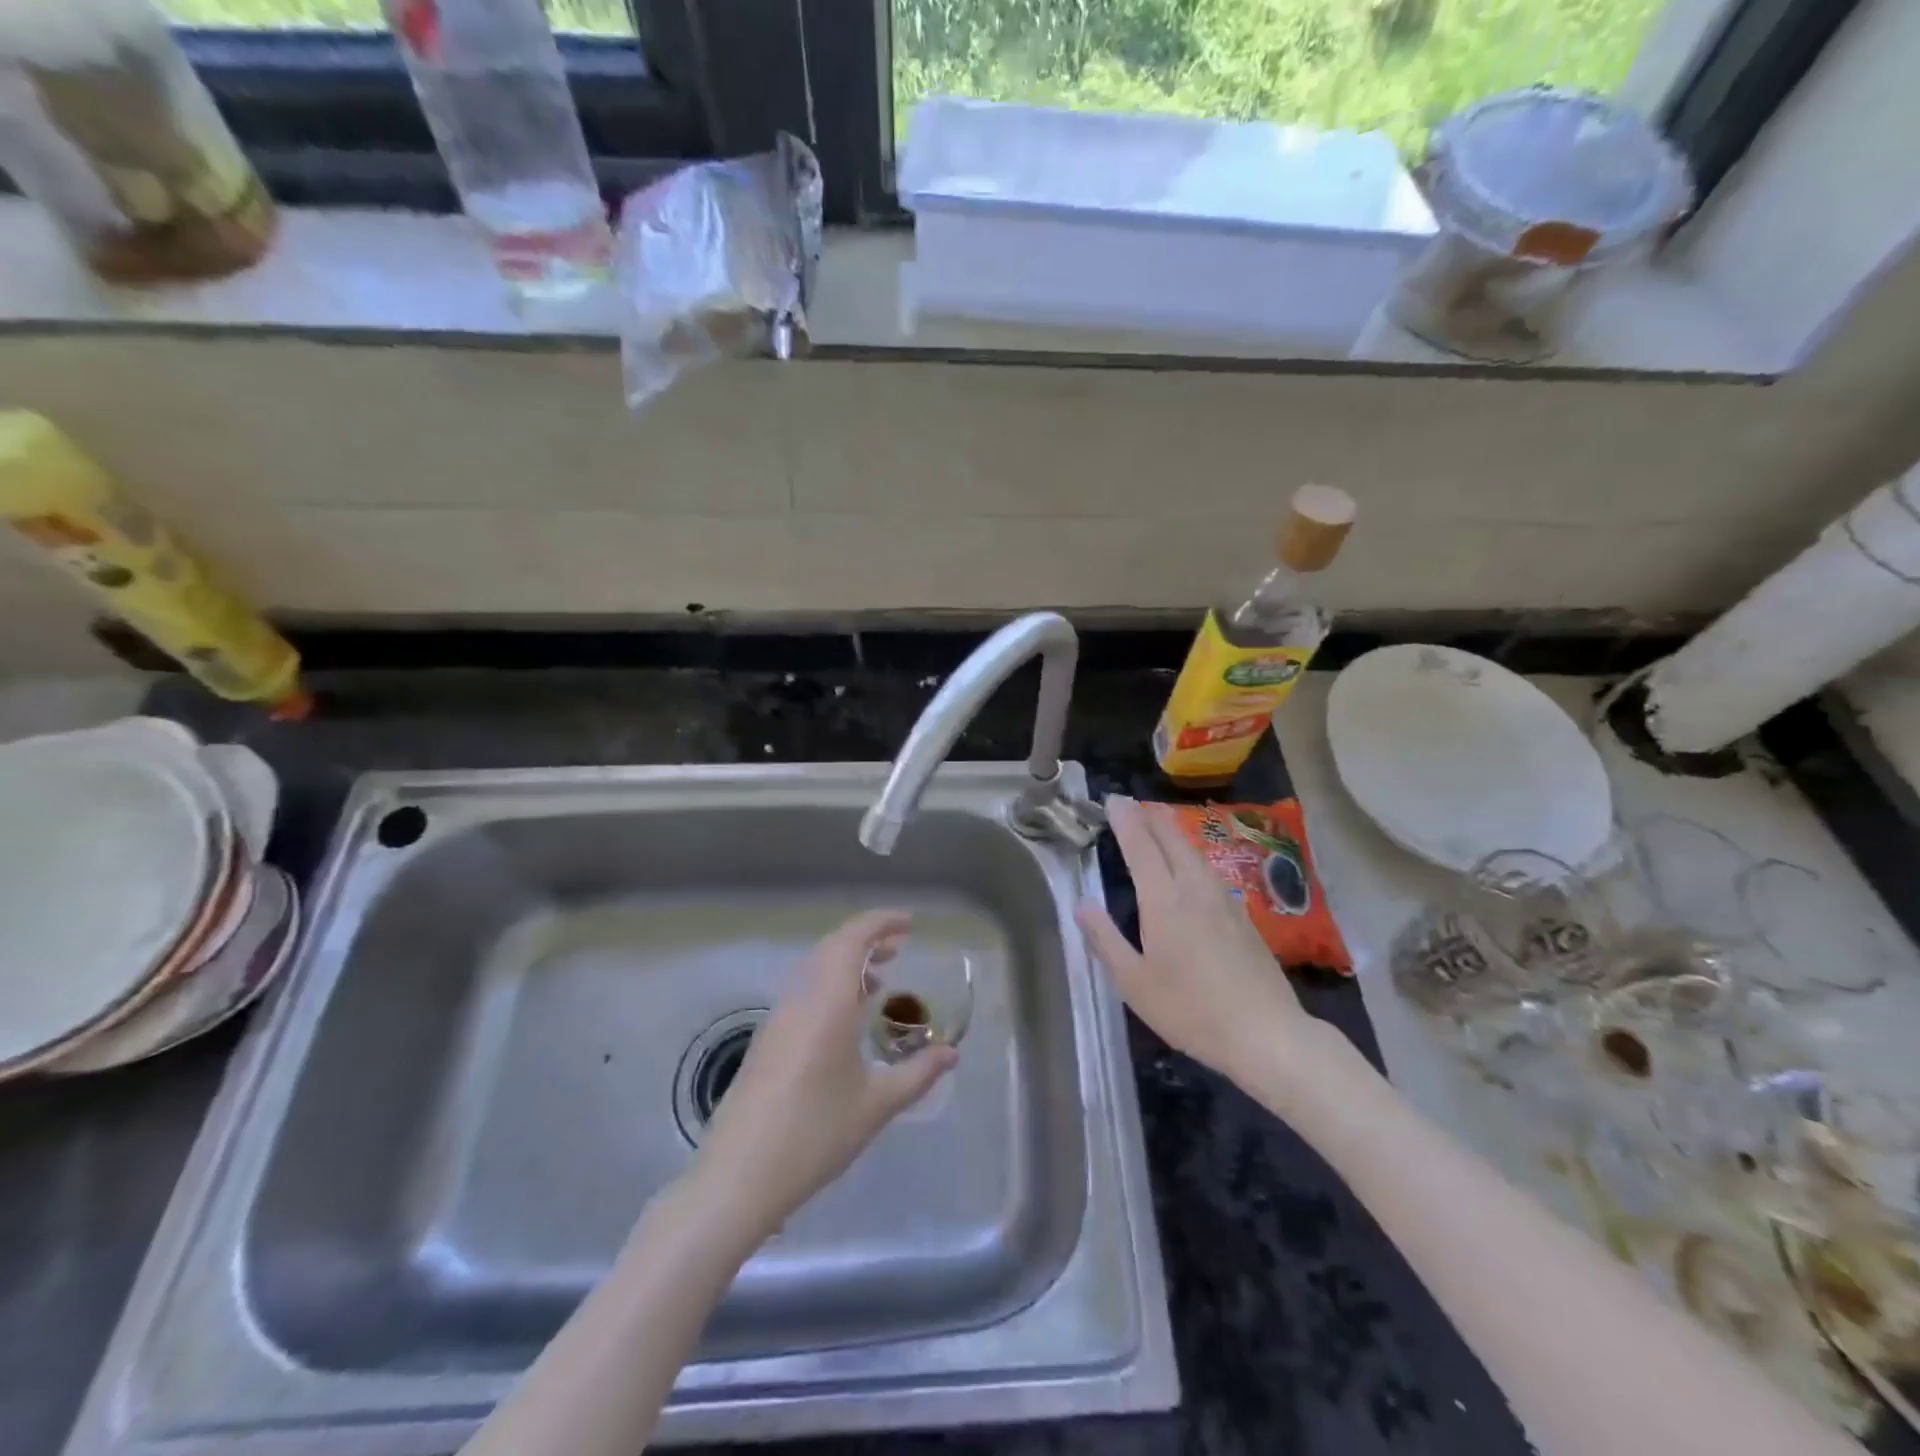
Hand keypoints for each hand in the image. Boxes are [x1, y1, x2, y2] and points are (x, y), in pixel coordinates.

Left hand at [695, 910, 957, 1237]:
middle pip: (832, 947)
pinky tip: (846, 1019)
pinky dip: (830, 986)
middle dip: (867, 939)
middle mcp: (799, 999)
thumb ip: (917, 1073)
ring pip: (814, 969)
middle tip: (899, 948)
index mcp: (826, 1003)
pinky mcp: (766, 1040)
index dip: (880, 922)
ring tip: (878, 982)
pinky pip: (803, 992)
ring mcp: (777, 1018)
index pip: (852, 939)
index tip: (909, 923)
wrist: (738, 1177)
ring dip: (846, 963)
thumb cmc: (814, 1134)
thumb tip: (951, 1053)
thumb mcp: (876, 1106)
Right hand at [1077, 796, 1313, 1088]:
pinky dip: (1188, 853)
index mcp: (1163, 900)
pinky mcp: (1241, 914)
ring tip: (1156, 824)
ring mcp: (1223, 899)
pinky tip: (1188, 865)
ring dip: (1171, 832)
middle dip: (1149, 816)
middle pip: (1170, 838)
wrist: (1266, 1034)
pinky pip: (1207, 868)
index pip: (1140, 846)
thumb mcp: (1134, 982)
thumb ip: (1105, 939)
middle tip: (1131, 804)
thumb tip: (1082, 904)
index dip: (1126, 820)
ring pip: (1192, 851)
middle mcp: (1194, 888)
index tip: (1113, 800)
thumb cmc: (1190, 1010)